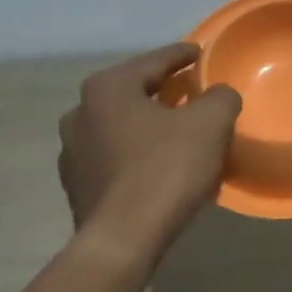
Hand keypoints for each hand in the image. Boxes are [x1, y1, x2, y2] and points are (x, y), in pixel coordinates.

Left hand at [58, 44, 241, 254]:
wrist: (124, 237)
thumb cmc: (166, 169)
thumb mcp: (209, 124)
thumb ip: (220, 97)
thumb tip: (219, 94)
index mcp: (108, 88)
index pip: (153, 61)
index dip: (182, 55)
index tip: (200, 53)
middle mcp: (80, 112)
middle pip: (133, 92)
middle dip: (163, 91)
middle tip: (192, 93)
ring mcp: (72, 151)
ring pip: (120, 126)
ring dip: (147, 125)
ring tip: (176, 133)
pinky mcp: (77, 185)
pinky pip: (114, 157)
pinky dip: (136, 154)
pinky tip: (157, 167)